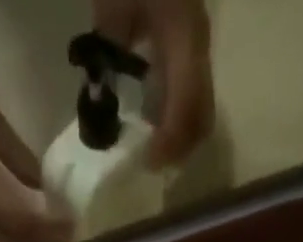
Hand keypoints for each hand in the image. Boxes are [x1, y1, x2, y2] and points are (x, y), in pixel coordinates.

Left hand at [93, 0, 214, 166]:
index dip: (171, 140)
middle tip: (149, 164)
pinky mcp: (191, 48)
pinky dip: (176, 121)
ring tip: (150, 151)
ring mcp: (199, 48)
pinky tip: (153, 127)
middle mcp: (198, 47)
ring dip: (179, 139)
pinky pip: (192, 97)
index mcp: (184, 36)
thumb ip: (109, 51)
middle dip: (179, 149)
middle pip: (202, 116)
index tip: (148, 162)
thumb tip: (100, 100)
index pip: (187, 102)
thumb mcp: (114, 3)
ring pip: (201, 110)